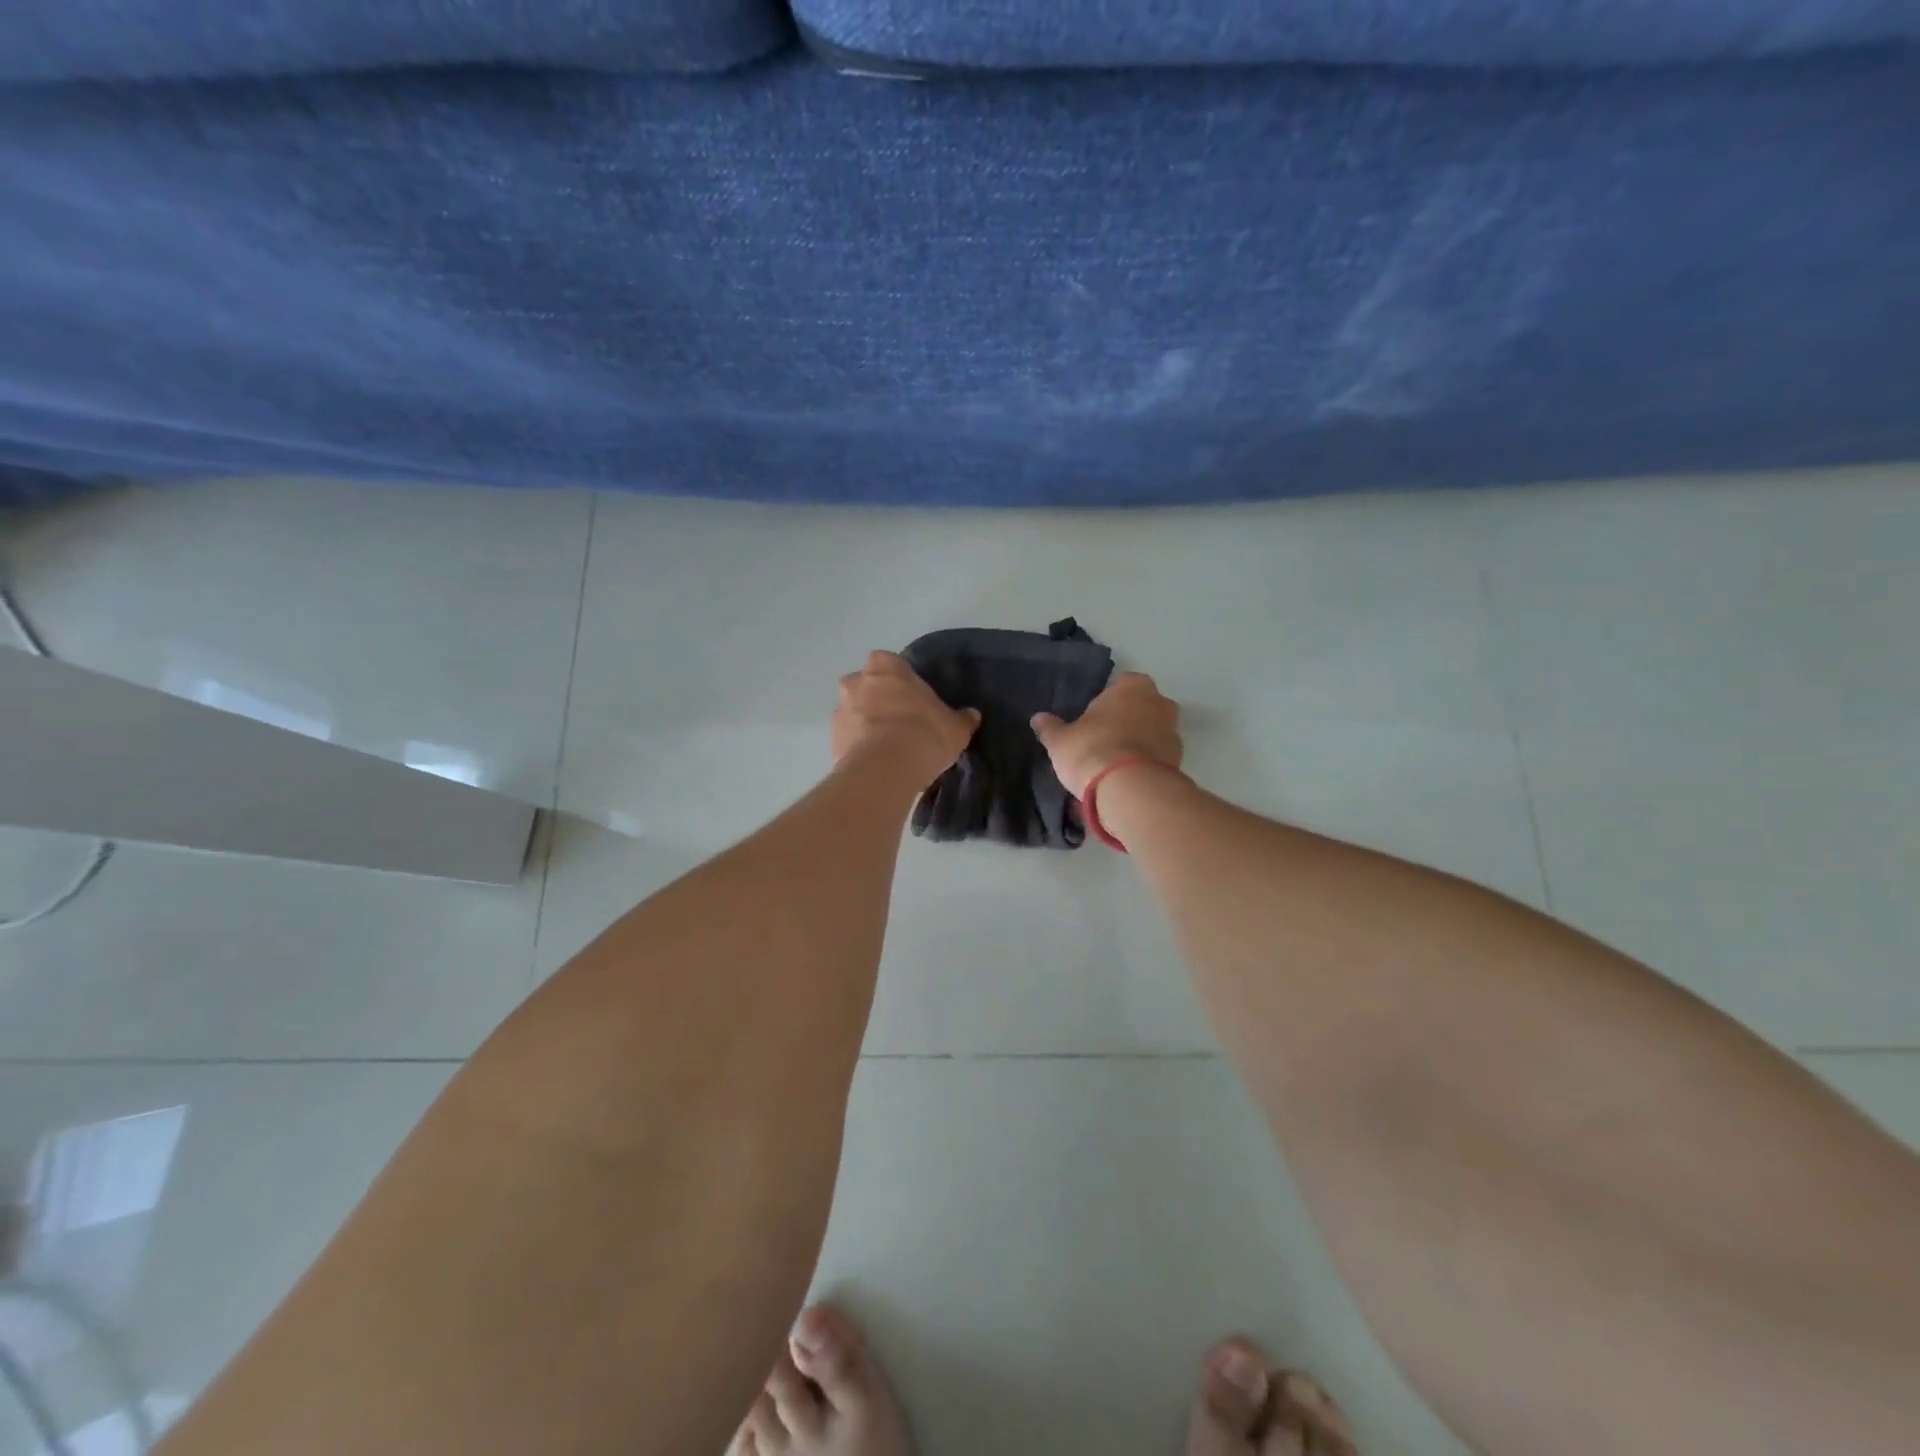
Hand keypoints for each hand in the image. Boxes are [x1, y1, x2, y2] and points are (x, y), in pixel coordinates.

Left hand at [832, 651, 979, 783]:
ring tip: (888, 749)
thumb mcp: (955, 727)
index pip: (891, 663)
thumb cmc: (924, 733)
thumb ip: (962, 718)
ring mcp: (839, 711)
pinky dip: (858, 749)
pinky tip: (877, 765)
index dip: (902, 681)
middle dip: (878, 700)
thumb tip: (971, 715)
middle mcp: (855, 682)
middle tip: (900, 722)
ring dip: (866, 725)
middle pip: (866, 686)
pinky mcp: (832, 742)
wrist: (886, 769)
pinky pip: (848, 741)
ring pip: (854, 714)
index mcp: (885, 666)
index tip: (914, 699)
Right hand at [1031, 672, 1181, 798]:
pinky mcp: (1179, 763)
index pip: (1120, 684)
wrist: (1129, 791)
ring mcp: (1174, 733)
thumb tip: (1038, 718)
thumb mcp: (1060, 741)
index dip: (1106, 702)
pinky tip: (1126, 780)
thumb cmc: (1092, 750)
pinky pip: (1157, 758)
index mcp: (1133, 686)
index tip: (1092, 719)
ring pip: (1152, 734)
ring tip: (1113, 766)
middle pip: (1141, 708)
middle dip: (1126, 721)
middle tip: (1102, 740)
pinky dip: (1145, 765)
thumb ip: (1050, 727)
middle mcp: (1160, 703)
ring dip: (1138, 745)